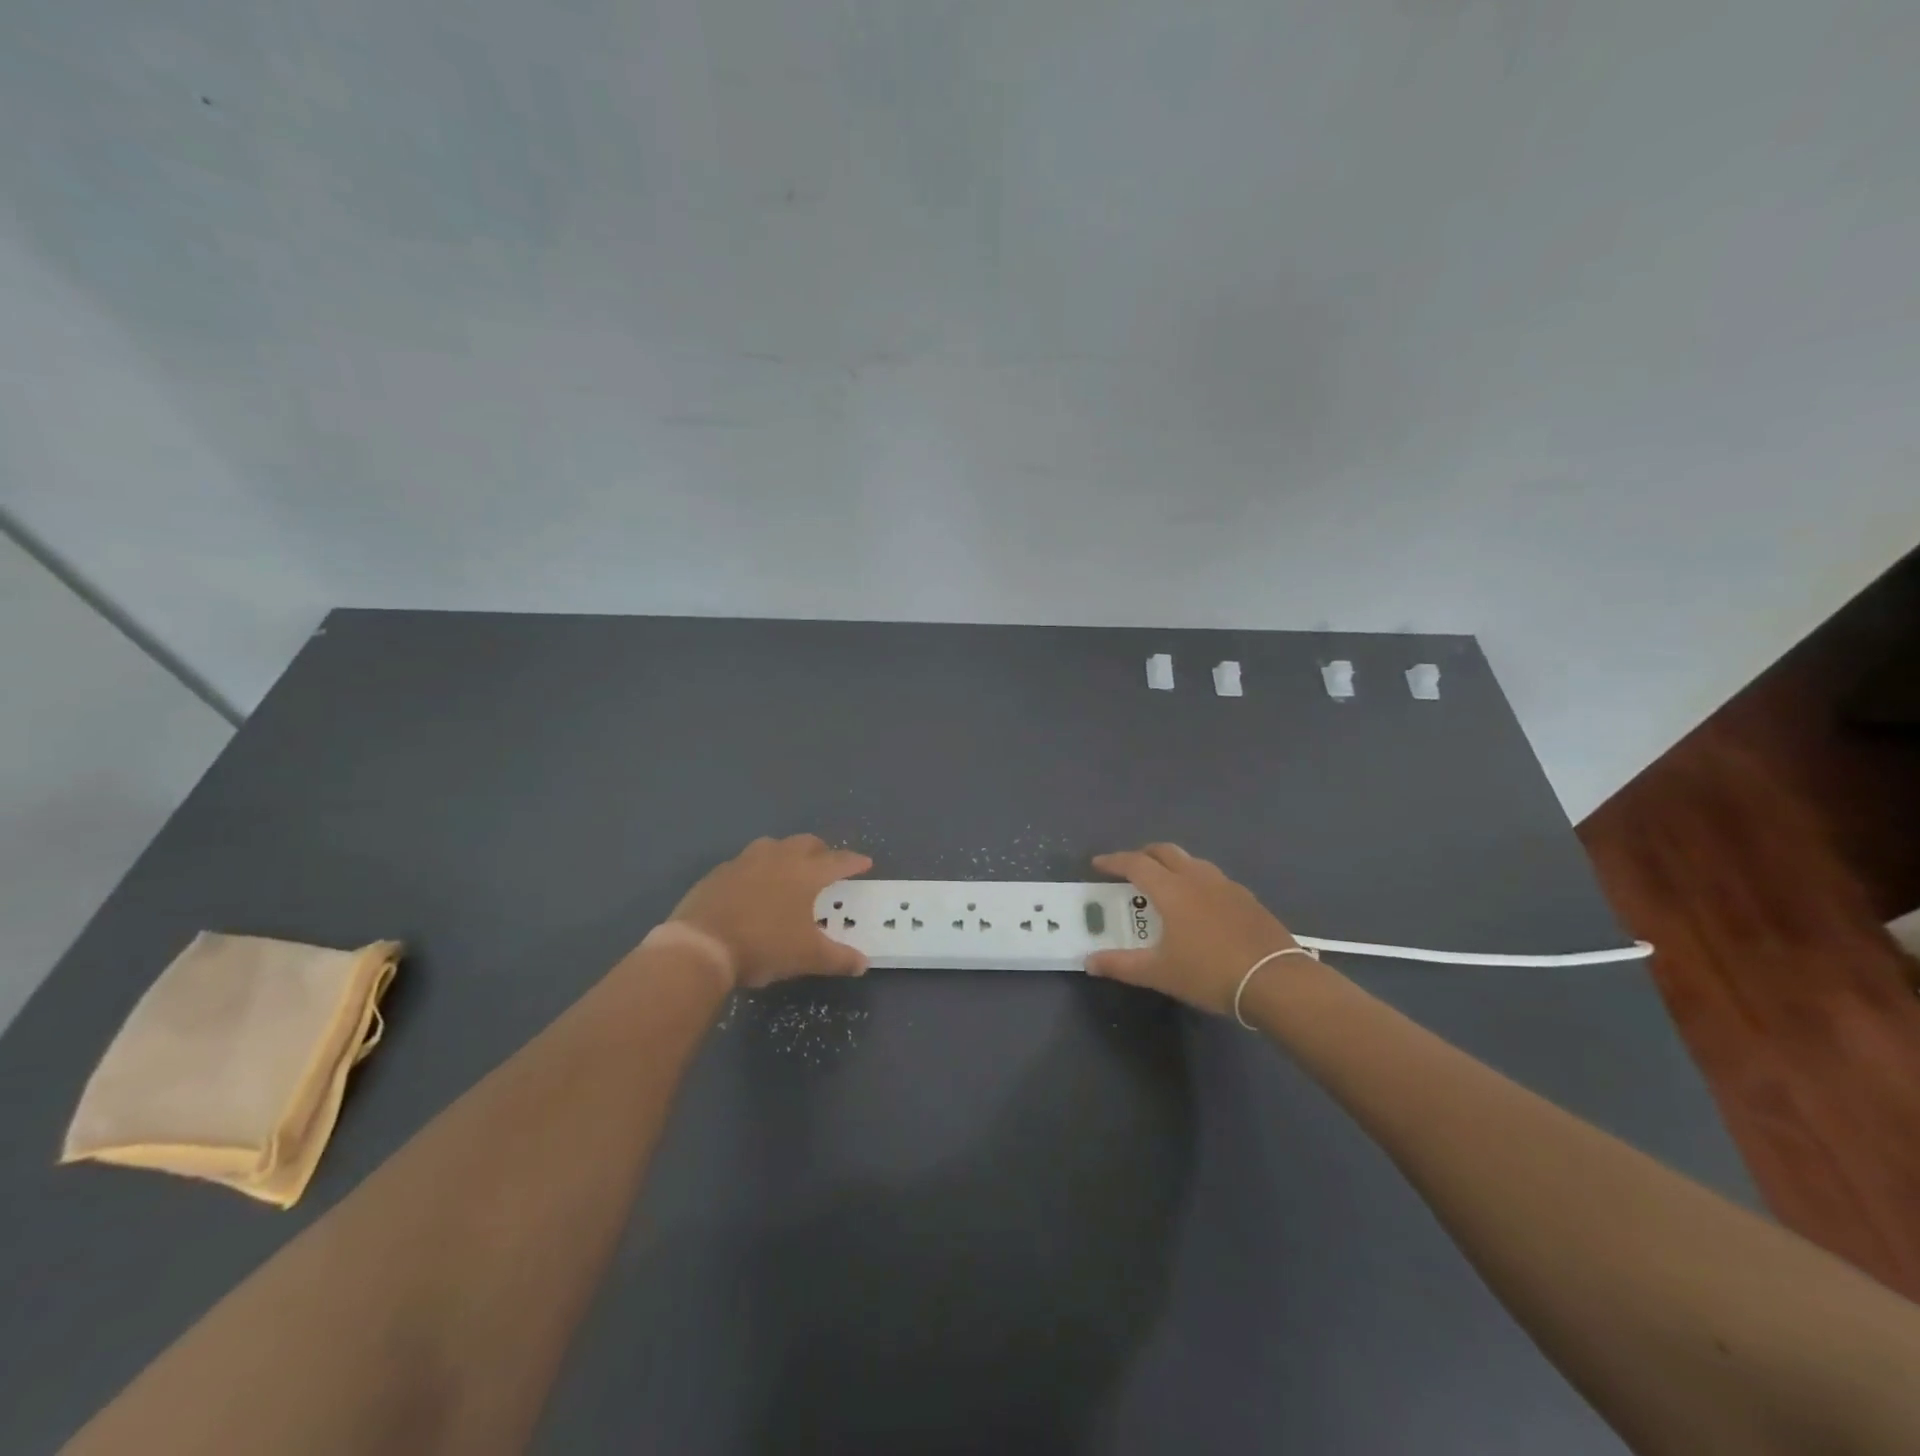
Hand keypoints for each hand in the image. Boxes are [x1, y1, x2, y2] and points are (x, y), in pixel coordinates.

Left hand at [668, 834, 873, 988]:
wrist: (701, 946)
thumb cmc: (764, 946)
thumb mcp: (808, 957)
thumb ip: (839, 958)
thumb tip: (863, 964)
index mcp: (805, 873)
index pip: (837, 861)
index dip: (853, 862)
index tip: (865, 862)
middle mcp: (778, 858)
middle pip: (805, 843)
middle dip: (820, 851)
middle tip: (826, 864)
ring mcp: (745, 861)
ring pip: (772, 845)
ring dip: (786, 853)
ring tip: (788, 869)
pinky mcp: (718, 873)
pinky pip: (744, 862)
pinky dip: (756, 869)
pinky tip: (753, 887)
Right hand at [1086, 843, 1301, 1014]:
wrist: (1275, 981)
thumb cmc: (1209, 973)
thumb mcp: (1159, 973)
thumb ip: (1121, 965)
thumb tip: (1088, 961)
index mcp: (1171, 889)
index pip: (1135, 863)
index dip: (1114, 861)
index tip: (1098, 863)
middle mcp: (1197, 877)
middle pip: (1165, 852)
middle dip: (1143, 855)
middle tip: (1130, 869)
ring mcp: (1226, 885)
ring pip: (1192, 861)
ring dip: (1172, 865)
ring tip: (1164, 885)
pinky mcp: (1247, 899)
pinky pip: (1213, 879)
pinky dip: (1196, 881)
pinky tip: (1200, 905)